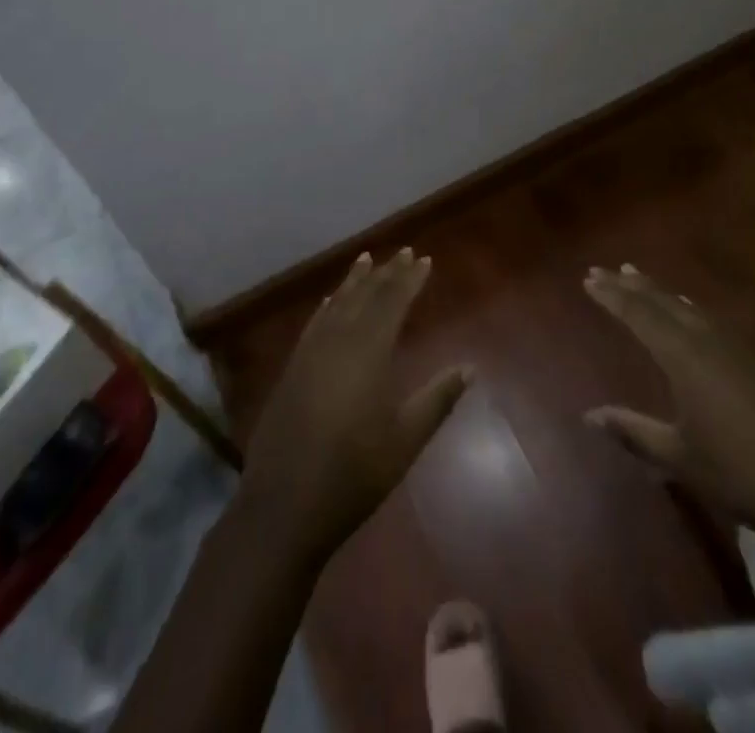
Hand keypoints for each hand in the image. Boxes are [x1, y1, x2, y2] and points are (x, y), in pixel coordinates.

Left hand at [238, 248, 471, 563]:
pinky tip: (329, 301)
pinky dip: (327, 305)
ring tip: (367, 260)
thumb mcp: (405, 439)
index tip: (423, 259)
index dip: (409, 279)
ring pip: (337, 303)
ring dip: (354, 281)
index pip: (393, 302)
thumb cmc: (354, 474)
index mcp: (369, 352)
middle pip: (365, 296)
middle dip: (386, 273)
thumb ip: (437, 399)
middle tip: (403, 252)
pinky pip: (315, 322)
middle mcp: (338, 340)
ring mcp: (310, 352)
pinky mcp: (292, 368)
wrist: (285, 503)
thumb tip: (469, 367)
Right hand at [582, 264, 754, 548]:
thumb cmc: (744, 475)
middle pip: (662, 301)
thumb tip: (589, 415)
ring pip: (687, 306)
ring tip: (636, 277)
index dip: (612, 296)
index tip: (588, 279)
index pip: (639, 314)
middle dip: (630, 285)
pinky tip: (687, 309)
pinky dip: (686, 306)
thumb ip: (633, 432)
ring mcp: (737, 347)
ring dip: (658, 290)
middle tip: (603, 270)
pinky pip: (709, 318)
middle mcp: (708, 340)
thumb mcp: (681, 458)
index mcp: (684, 356)